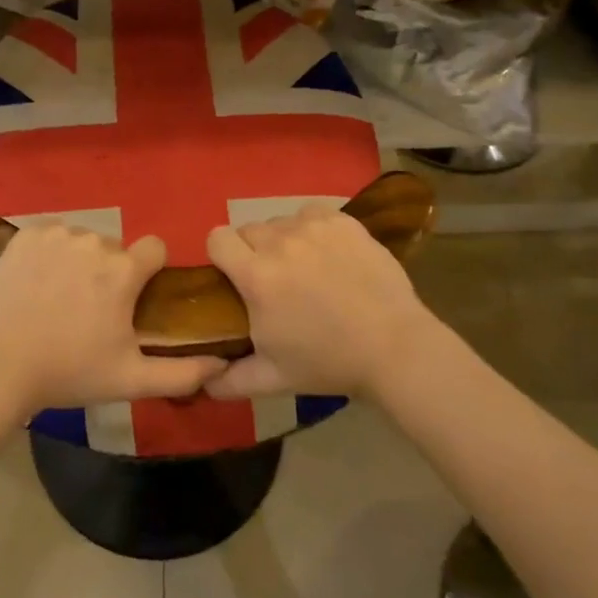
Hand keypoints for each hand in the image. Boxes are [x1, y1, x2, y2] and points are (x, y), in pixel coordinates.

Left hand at [0, 225, 226, 417]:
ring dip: (78, 261)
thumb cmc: (68, 372)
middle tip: (88, 308)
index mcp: (123, 272)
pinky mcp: (25, 235)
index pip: (154, 248)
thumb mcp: (130, 380)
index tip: (133, 295)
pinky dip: (48, 252)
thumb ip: (181, 373)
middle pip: (114, 248)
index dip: (148, 270)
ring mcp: (56, 235)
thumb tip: (221, 365)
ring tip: (58, 297)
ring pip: (82, 240)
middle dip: (109, 271)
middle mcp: (94, 242)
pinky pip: (50, 235)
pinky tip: (36, 281)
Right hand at [205, 205, 439, 399]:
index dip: (221, 255)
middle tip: (274, 280)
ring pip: (280, 221)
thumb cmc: (329, 362)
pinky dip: (312, 229)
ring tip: (305, 268)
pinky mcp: (342, 221)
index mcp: (257, 276)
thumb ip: (230, 380)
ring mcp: (314, 227)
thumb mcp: (273, 379)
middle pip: (248, 229)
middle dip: (253, 251)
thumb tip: (203, 383)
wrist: (394, 347)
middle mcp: (280, 242)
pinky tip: (328, 253)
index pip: (217, 238)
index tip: (235, 276)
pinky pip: (311, 214)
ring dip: (283, 240)